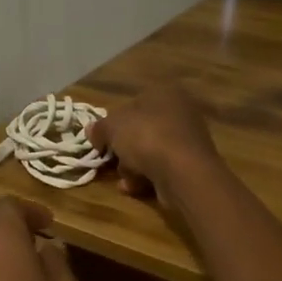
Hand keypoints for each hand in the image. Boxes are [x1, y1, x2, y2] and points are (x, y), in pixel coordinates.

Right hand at [86, 85, 219, 202]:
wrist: (183, 172)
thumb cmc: (146, 138)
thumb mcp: (113, 127)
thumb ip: (100, 128)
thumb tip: (91, 131)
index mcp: (165, 93)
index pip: (132, 104)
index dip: (113, 123)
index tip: (101, 140)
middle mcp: (180, 112)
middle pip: (140, 130)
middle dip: (123, 148)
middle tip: (112, 159)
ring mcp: (188, 140)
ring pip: (149, 152)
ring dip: (131, 166)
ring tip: (126, 177)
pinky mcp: (190, 164)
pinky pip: (160, 168)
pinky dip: (145, 177)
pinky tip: (134, 187)